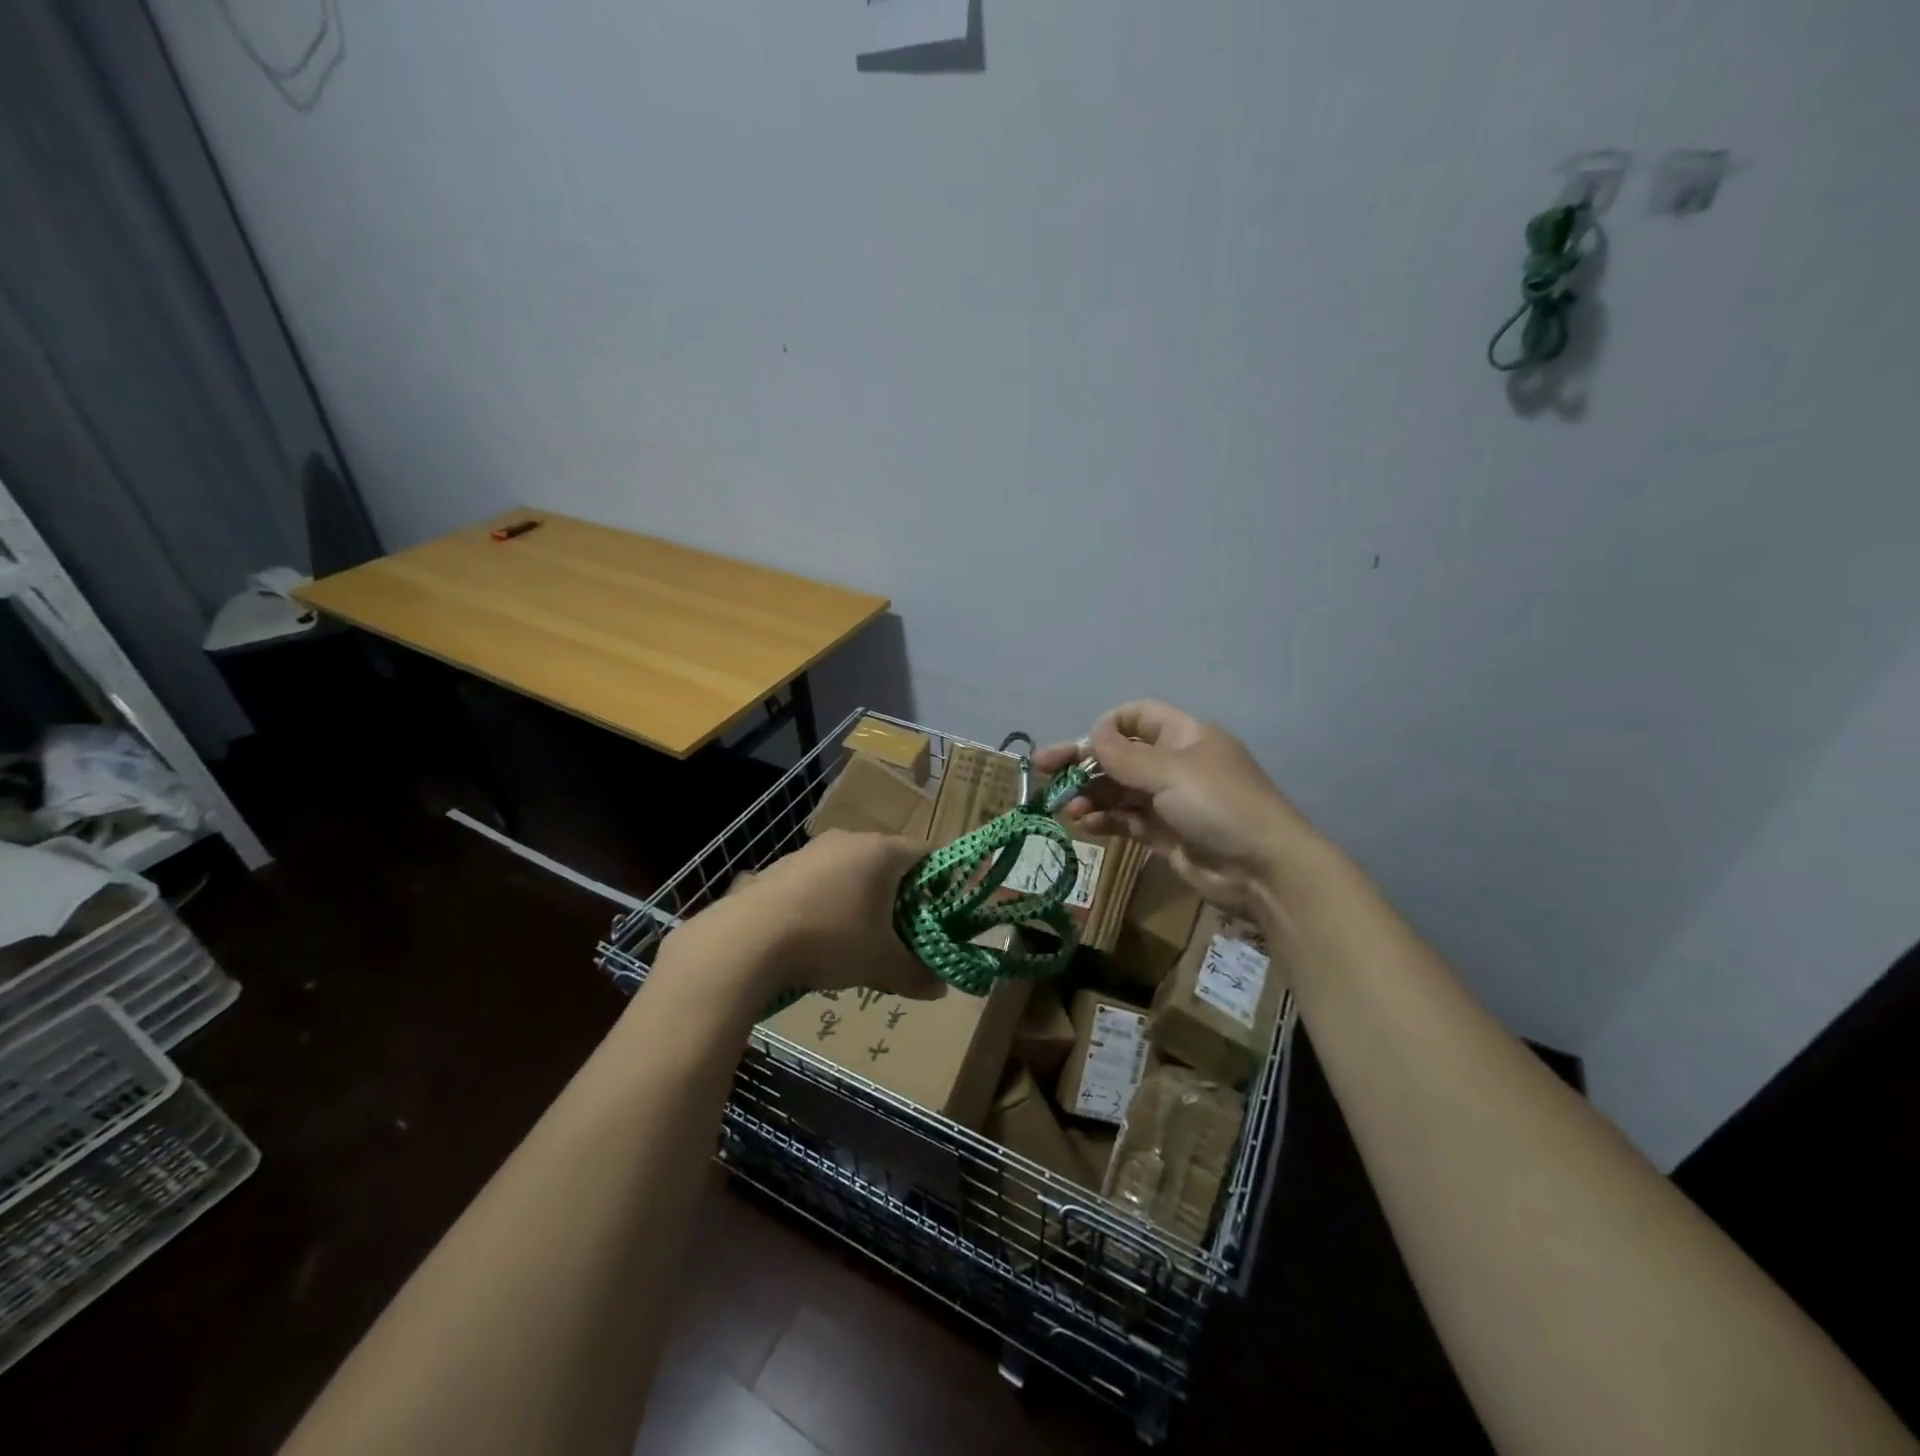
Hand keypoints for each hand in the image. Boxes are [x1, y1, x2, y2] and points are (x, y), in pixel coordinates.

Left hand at [663, 831, 943, 1005]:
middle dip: (899, 895)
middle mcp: (850, 839)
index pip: (927, 854)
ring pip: (852, 869)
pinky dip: (828, 900)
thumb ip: (915, 974)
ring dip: (861, 897)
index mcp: (883, 852)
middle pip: (888, 861)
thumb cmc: (830, 939)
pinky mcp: (783, 865)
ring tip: (856, 937)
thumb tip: (940, 989)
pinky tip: (817, 934)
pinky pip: (820, 878)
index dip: (939, 883)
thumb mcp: (880, 964)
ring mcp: (813, 849)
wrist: (748, 939)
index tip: (938, 914)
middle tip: (901, 932)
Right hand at [1035, 700, 1319, 920]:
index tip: (1084, 745)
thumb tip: (1093, 733)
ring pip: (1120, 790)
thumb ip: (1124, 755)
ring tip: (1067, 807)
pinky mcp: (1166, 834)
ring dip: (1091, 795)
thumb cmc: (1220, 806)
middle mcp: (1176, 764)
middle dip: (1083, 762)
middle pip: (1121, 755)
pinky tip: (1085, 825)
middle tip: (1042, 770)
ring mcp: (1171, 801)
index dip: (1108, 726)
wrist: (1264, 870)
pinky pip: (1127, 820)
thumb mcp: (1170, 772)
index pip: (1138, 717)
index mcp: (1185, 737)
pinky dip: (1105, 820)